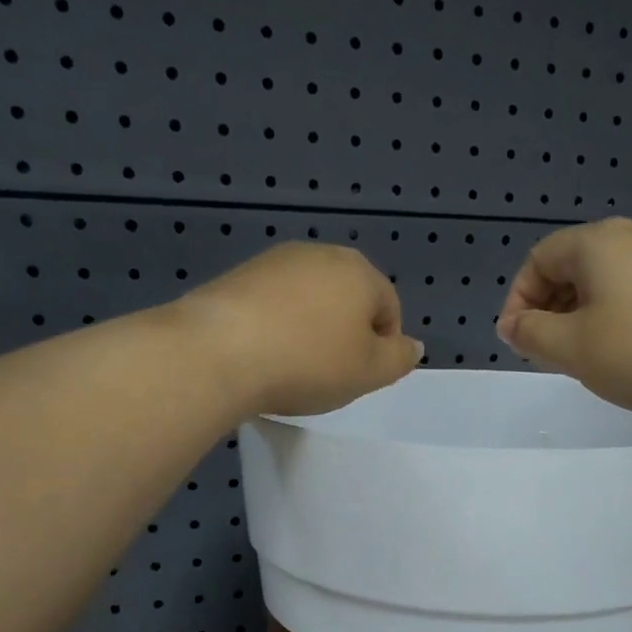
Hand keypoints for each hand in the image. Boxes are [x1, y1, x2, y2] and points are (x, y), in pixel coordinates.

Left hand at [172, 242, 423, 416]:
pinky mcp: (239, 275)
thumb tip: (412, 345)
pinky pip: (274, 304)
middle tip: (329, 373)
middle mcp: (320, 254)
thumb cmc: (308, 363)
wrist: (219, 353)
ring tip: (293, 366)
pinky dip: (277, 327)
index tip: (360, 377)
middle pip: (348, 299)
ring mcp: (276, 261)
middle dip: (345, 334)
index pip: (388, 308)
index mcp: (360, 272)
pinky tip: (264, 355)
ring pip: (309, 300)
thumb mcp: (368, 373)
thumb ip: (398, 359)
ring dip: (310, 329)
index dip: (382, 347)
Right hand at [495, 218, 631, 418]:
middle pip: (575, 265)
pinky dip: (622, 317)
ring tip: (589, 356)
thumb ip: (532, 334)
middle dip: (552, 308)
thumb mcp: (573, 348)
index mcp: (598, 242)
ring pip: (610, 280)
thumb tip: (512, 324)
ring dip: (586, 315)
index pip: (539, 258)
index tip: (518, 342)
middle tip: (549, 352)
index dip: (519, 300)